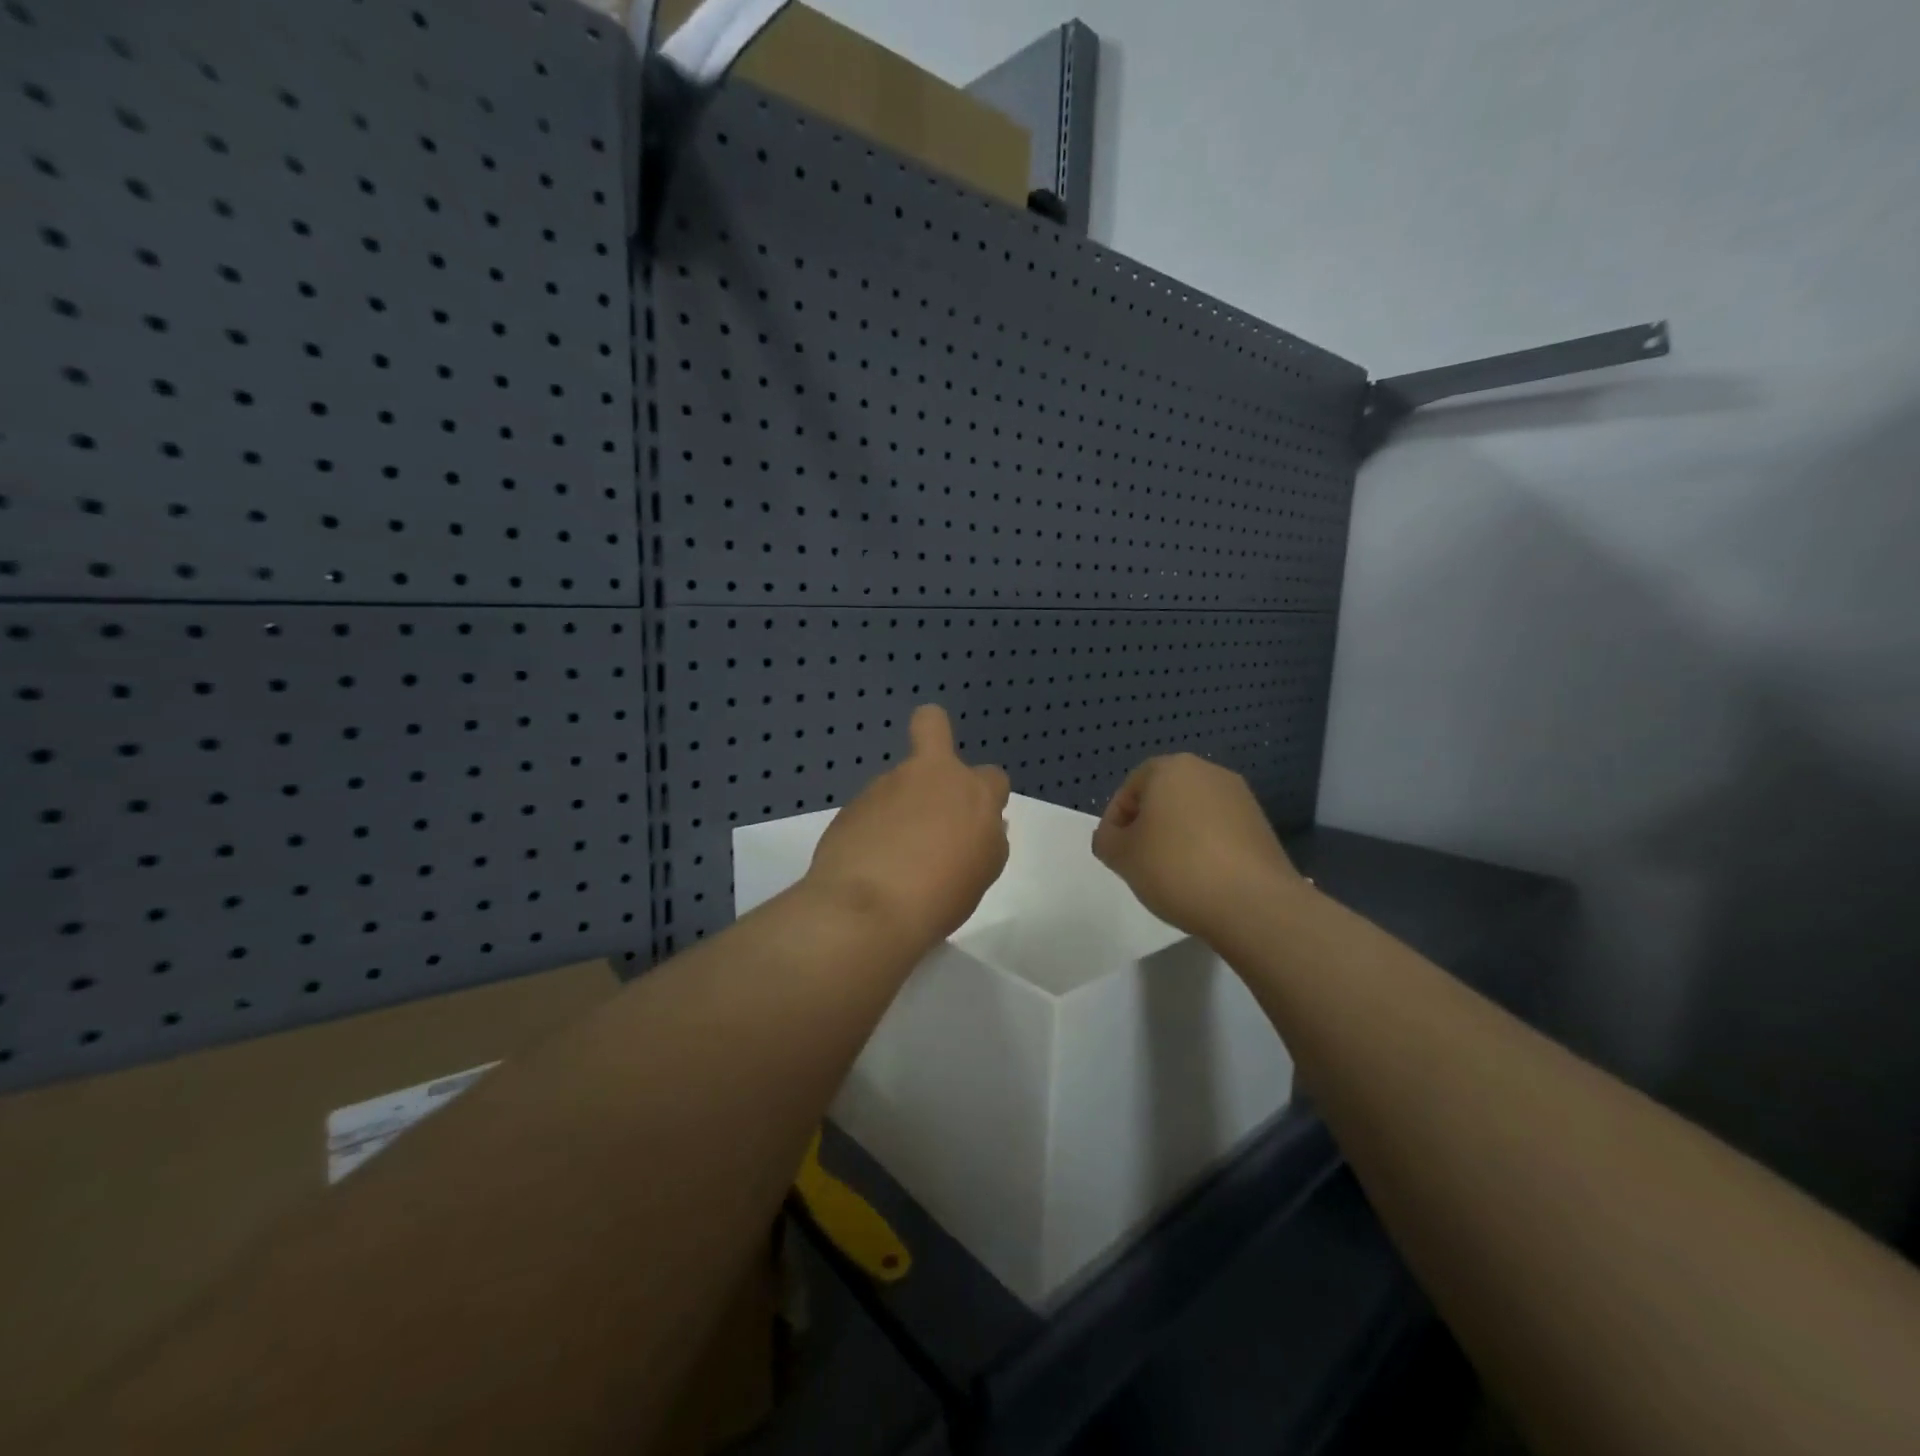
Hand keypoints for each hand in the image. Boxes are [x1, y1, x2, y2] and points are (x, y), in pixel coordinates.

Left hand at [805, 705, 1010, 948]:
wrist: (868, 908)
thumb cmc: (941, 895)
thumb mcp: (982, 871)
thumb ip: (983, 838)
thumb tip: (974, 827)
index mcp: (973, 794)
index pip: (993, 778)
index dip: (985, 798)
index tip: (973, 827)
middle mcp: (929, 776)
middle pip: (932, 724)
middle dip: (933, 733)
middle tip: (926, 783)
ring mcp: (885, 786)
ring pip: (898, 782)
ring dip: (899, 806)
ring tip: (892, 858)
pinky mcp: (851, 805)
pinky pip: (871, 810)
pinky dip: (873, 829)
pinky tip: (868, 864)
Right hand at [1092, 754, 1302, 939]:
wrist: (1254, 904)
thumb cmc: (1176, 869)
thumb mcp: (1121, 856)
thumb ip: (1106, 839)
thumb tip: (1115, 838)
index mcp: (1171, 768)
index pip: (1129, 790)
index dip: (1115, 822)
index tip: (1115, 854)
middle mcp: (1208, 772)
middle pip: (1162, 798)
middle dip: (1147, 827)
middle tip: (1139, 863)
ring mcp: (1240, 798)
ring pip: (1192, 814)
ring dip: (1176, 838)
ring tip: (1171, 875)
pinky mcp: (1261, 825)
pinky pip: (1219, 831)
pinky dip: (1205, 849)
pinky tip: (1202, 880)